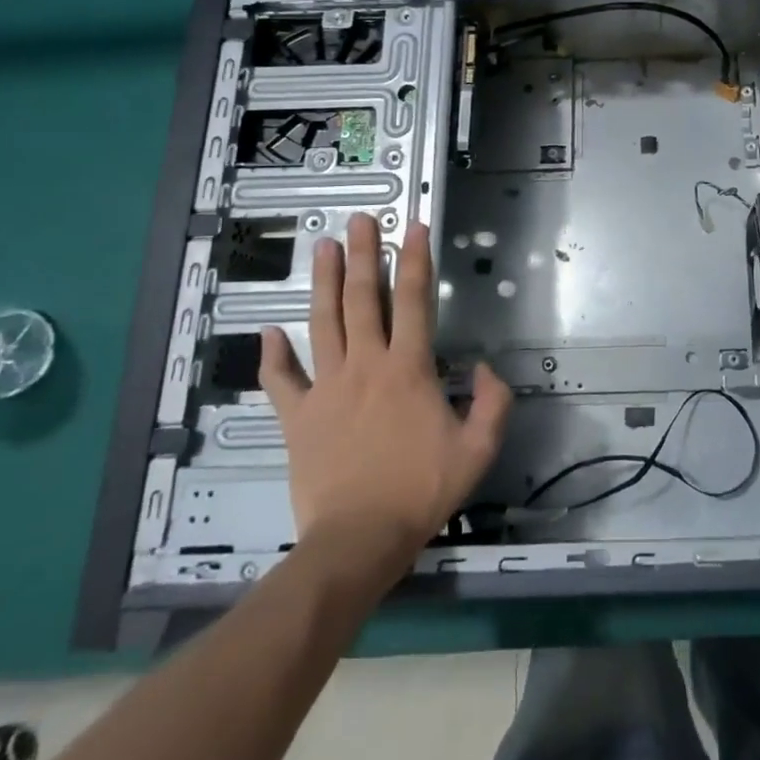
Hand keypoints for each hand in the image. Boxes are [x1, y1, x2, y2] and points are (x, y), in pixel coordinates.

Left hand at [260, 214, 511, 563]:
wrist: (358, 539)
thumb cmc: (421, 491)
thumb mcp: (478, 449)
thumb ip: (492, 402)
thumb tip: (485, 368)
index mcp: (408, 369)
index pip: (413, 300)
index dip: (416, 259)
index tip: (413, 226)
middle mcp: (365, 366)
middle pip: (363, 299)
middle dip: (364, 255)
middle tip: (360, 220)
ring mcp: (326, 389)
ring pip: (322, 324)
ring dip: (323, 284)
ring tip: (323, 248)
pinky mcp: (297, 417)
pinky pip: (281, 381)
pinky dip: (272, 356)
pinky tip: (267, 332)